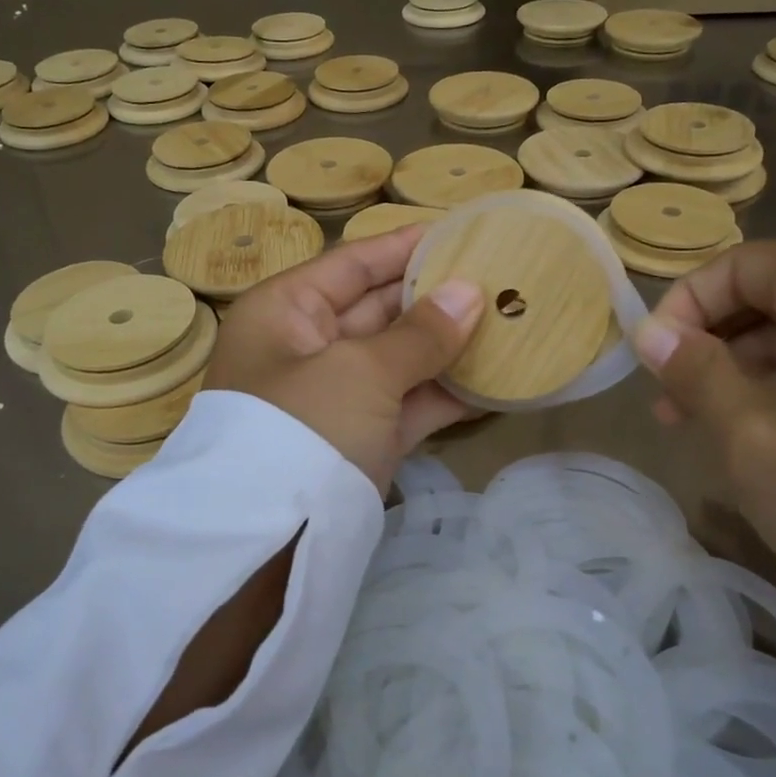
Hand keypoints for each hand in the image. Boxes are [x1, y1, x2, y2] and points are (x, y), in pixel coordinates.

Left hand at [204, 225, 484, 493]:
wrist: (267, 544)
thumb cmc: (303, 427)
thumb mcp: (360, 371)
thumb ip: (419, 333)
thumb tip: (470, 293)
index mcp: (285, 311)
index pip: (351, 263)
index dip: (404, 246)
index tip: (459, 232)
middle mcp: (306, 347)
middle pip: (377, 308)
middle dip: (434, 296)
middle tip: (497, 277)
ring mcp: (334, 397)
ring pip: (397, 358)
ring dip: (447, 346)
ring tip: (508, 321)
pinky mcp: (359, 440)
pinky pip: (406, 404)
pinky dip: (445, 394)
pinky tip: (496, 379)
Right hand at [631, 242, 775, 594]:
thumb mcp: (751, 432)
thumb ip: (693, 372)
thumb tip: (651, 333)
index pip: (734, 266)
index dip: (681, 307)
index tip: (654, 363)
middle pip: (767, 296)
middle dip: (709, 345)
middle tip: (672, 402)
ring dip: (744, 371)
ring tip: (708, 426)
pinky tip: (767, 434)